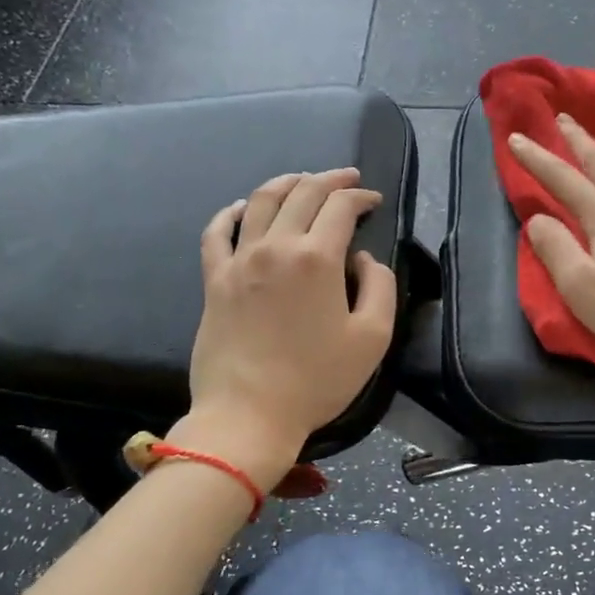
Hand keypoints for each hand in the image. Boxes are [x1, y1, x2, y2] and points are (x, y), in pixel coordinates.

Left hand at [180, 169, 396, 487]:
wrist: (249, 414)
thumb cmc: (317, 380)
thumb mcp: (373, 338)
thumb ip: (380, 287)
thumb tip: (361, 260)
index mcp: (318, 258)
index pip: (341, 207)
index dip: (361, 197)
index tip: (374, 201)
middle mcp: (276, 247)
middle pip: (302, 194)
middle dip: (330, 180)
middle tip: (347, 180)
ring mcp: (239, 261)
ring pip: (260, 202)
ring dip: (285, 183)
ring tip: (302, 180)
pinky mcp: (214, 280)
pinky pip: (217, 232)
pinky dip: (231, 212)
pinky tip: (242, 208)